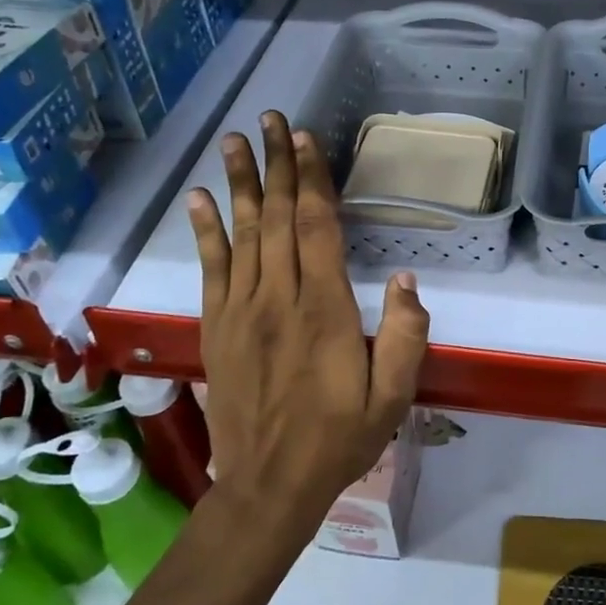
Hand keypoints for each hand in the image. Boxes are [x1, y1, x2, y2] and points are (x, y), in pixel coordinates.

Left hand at [187, 111, 429, 527]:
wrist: (269, 485)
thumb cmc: (339, 438)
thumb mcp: (393, 397)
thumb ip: (405, 335)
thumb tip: (404, 278)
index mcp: (324, 309)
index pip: (317, 228)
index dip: (312, 180)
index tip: (305, 139)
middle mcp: (279, 298)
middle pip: (279, 217)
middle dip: (277, 165)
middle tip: (270, 119)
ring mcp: (242, 311)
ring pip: (243, 233)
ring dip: (240, 183)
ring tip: (234, 141)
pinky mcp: (217, 327)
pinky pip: (210, 268)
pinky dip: (205, 231)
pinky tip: (200, 199)